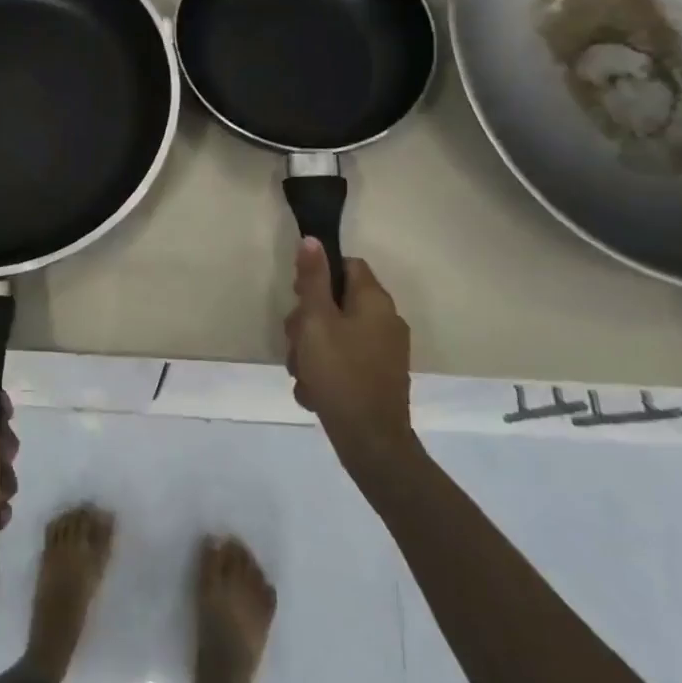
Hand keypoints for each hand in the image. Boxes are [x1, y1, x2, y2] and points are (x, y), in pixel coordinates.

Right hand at [285, 239, 413, 463]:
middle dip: (307, 321)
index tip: (298, 297)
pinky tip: (314, 391)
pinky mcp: (377, 377)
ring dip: (311, 350)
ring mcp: (384, 352)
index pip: (346, 265)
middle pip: (335, 302)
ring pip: (334, 334)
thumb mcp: (316, 321)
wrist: (371, 442)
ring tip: (303, 373)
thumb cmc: (340, 373)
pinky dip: (325, 371)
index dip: (317, 276)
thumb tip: (312, 240)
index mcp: (375, 302)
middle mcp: (385, 321)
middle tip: (296, 342)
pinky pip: (343, 360)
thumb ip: (312, 280)